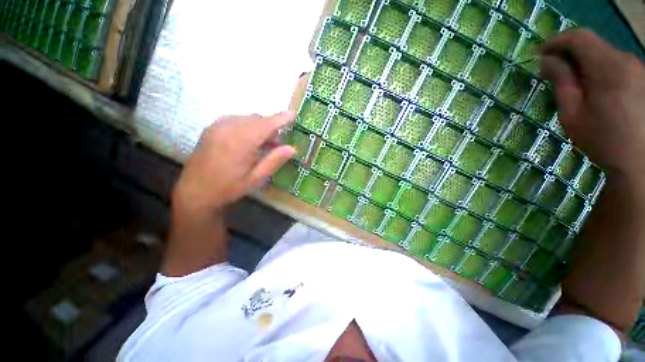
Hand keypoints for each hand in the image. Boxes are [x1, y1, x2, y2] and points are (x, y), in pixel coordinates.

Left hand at [172, 112, 295, 217]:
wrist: (195, 191)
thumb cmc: (229, 187)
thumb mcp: (256, 178)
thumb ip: (274, 160)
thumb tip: (292, 148)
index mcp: (241, 141)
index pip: (266, 124)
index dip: (281, 118)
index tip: (293, 114)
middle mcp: (228, 127)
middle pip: (258, 119)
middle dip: (271, 128)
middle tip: (276, 145)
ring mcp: (218, 125)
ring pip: (247, 119)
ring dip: (259, 128)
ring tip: (262, 146)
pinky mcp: (212, 127)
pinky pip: (236, 120)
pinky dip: (247, 127)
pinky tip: (247, 142)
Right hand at [539, 29, 644, 177]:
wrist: (639, 162)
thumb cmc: (603, 140)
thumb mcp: (572, 113)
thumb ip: (561, 82)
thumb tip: (547, 61)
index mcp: (608, 68)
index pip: (578, 38)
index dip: (555, 41)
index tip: (538, 54)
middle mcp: (626, 60)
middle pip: (592, 44)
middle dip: (568, 53)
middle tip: (550, 71)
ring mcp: (637, 67)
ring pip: (603, 53)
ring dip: (584, 62)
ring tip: (572, 83)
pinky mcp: (641, 76)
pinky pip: (614, 63)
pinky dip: (598, 68)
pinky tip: (593, 87)